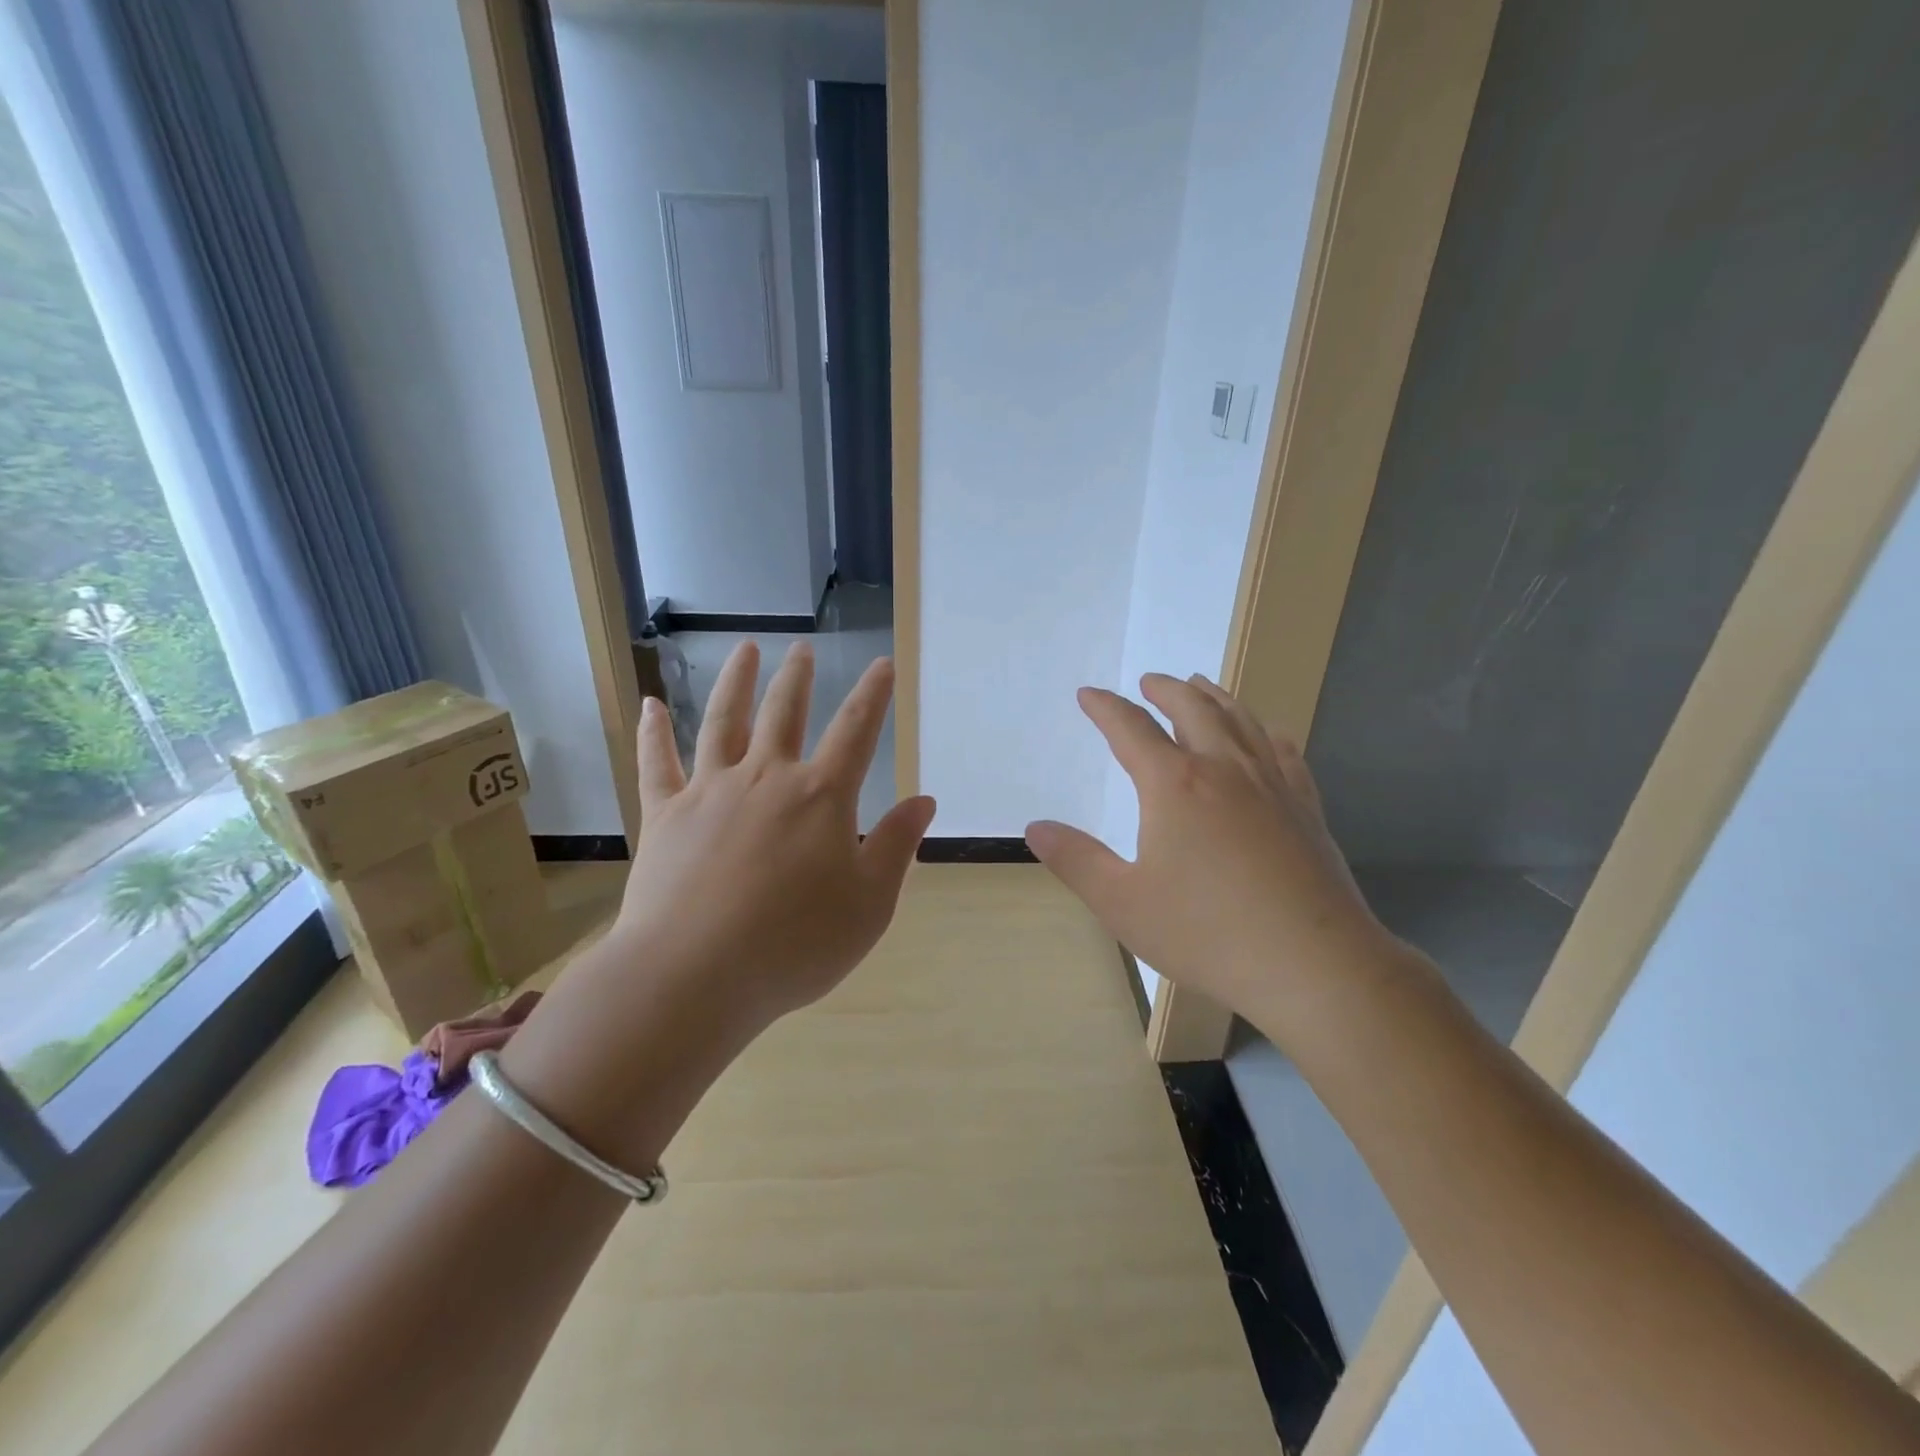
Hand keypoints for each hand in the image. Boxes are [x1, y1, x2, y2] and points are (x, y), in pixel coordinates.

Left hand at [615, 639, 936, 1028]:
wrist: (694, 976)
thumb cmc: (794, 945)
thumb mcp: (868, 905)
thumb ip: (896, 847)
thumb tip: (923, 801)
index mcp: (821, 797)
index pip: (856, 731)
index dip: (873, 695)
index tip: (882, 664)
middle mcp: (766, 778)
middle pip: (785, 713)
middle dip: (798, 678)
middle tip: (801, 649)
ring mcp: (709, 791)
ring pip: (723, 721)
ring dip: (736, 682)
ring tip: (745, 651)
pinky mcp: (664, 815)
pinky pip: (657, 763)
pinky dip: (652, 731)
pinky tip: (649, 704)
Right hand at [1026, 673, 1394, 1037]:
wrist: (1314, 965)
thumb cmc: (1207, 933)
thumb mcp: (1123, 902)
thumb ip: (1076, 860)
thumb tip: (1036, 828)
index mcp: (1174, 785)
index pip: (1131, 729)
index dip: (1105, 708)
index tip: (1089, 694)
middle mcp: (1224, 768)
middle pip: (1193, 708)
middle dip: (1165, 689)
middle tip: (1148, 681)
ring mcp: (1272, 784)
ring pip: (1241, 720)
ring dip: (1214, 696)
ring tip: (1200, 685)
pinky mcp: (1305, 807)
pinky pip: (1284, 751)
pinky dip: (1266, 732)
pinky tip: (1266, 735)